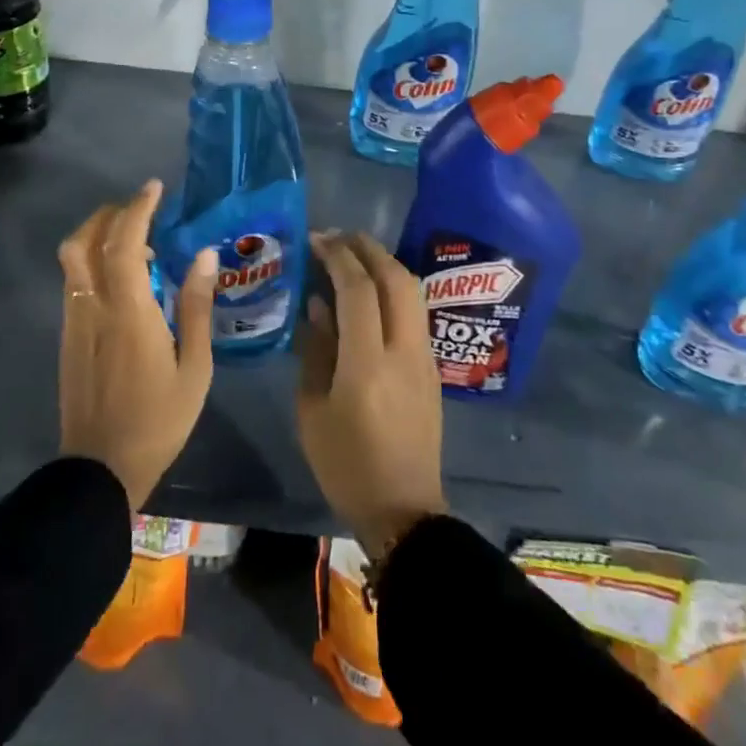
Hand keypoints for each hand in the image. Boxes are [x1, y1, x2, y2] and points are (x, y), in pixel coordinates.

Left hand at [56, 180, 215, 510]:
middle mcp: (92, 307)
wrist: (100, 470)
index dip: (137, 209)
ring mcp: (74, 322)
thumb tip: (205, 255)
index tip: (154, 188)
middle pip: (84, 241)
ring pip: (73, 260)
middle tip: (141, 209)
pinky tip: (123, 280)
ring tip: (137, 243)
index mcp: (127, 311)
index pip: (125, 243)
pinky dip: (94, 262)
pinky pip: (75, 282)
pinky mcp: (68, 337)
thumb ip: (197, 306)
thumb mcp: (194, 367)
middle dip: (109, 214)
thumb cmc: (158, 419)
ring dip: (98, 236)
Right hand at [297, 231, 446, 560]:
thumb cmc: (346, 465)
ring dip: (384, 263)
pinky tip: (372, 290)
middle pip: (395, 278)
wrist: (404, 510)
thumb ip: (316, 350)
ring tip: (354, 254)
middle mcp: (403, 350)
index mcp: (367, 364)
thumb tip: (318, 304)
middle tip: (338, 236)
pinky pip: (414, 311)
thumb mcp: (313, 410)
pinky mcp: (432, 366)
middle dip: (367, 248)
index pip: (358, 289)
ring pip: (411, 291)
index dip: (337, 256)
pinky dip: (393, 287)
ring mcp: (424, 356)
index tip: (316, 239)